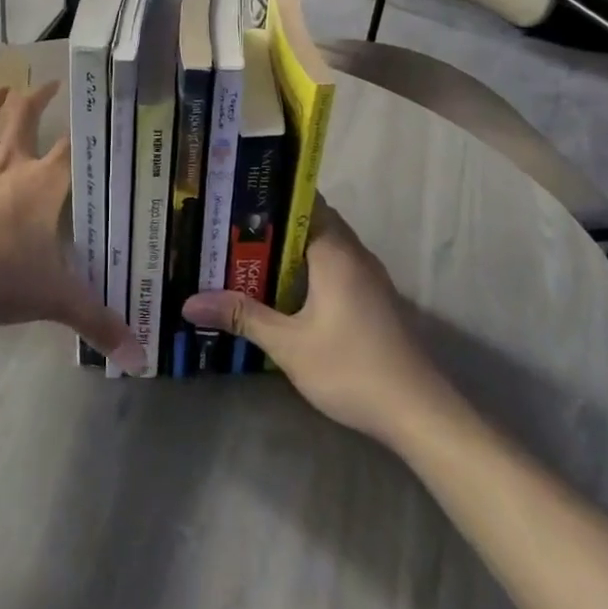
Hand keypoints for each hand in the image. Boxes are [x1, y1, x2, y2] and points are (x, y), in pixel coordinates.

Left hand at [0, 81, 144, 372]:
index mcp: (43, 184)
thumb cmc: (1, 279)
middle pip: (25, 117)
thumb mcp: (57, 301)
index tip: (97, 113)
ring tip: (1, 89)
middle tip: (49, 84)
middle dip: (38, 97)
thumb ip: (99, 323)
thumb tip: (139, 356)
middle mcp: (9, 164)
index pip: (73, 148)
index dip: (86, 129)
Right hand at [181, 200, 449, 443]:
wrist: (418, 412)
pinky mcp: (372, 299)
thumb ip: (242, 317)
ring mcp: (367, 277)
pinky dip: (305, 269)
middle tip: (225, 228)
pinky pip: (332, 267)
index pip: (302, 202)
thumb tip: (189, 304)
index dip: (268, 196)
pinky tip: (278, 289)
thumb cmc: (351, 368)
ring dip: (287, 250)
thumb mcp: (288, 344)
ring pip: (321, 247)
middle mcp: (354, 254)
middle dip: (270, 224)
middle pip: (309, 222)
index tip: (231, 198)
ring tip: (242, 254)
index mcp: (335, 251)